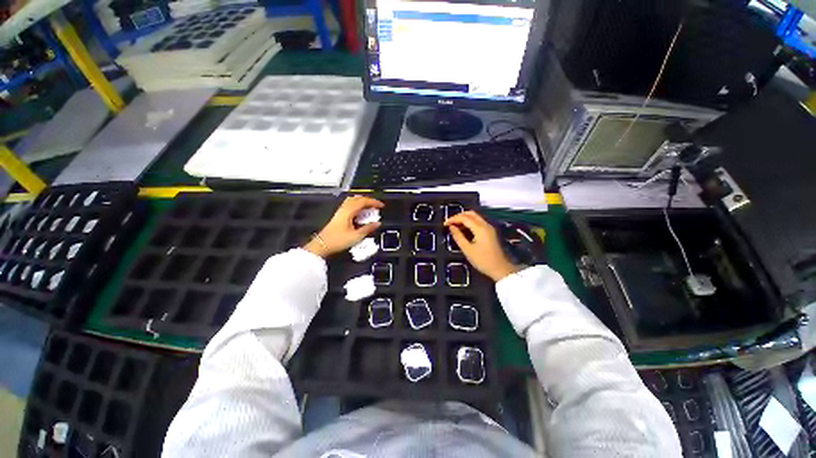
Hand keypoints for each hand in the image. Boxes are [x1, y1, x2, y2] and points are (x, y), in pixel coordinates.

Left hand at [303, 195, 383, 257]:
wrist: (322, 245)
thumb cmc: (338, 240)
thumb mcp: (356, 236)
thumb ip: (368, 228)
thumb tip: (377, 223)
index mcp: (349, 211)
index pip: (363, 201)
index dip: (374, 202)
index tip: (381, 206)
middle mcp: (344, 209)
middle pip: (357, 198)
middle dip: (369, 201)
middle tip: (376, 206)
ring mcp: (340, 211)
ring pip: (353, 201)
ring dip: (362, 203)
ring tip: (370, 209)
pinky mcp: (339, 215)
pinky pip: (350, 206)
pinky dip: (358, 207)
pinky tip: (361, 214)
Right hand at [444, 211, 519, 281]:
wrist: (500, 269)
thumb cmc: (482, 260)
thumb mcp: (467, 249)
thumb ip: (458, 236)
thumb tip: (451, 227)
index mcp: (480, 228)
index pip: (464, 218)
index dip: (453, 219)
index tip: (444, 224)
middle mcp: (485, 224)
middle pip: (470, 214)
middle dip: (458, 216)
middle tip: (449, 223)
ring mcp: (489, 227)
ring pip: (475, 217)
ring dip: (464, 219)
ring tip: (454, 226)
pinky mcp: (490, 232)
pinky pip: (478, 222)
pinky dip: (469, 222)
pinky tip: (463, 229)